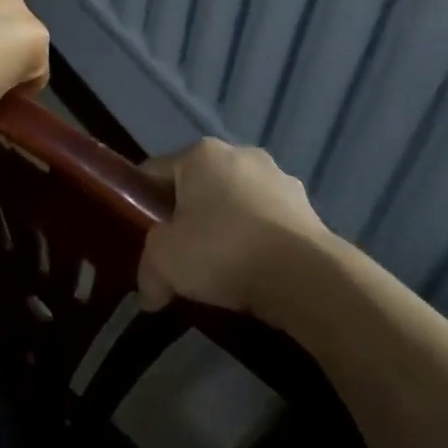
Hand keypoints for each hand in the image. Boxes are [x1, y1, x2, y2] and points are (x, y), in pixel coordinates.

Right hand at [138, 139, 339, 322]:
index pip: (155, 172)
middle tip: (179, 256)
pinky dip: (257, 242)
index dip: (141, 204)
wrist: (306, 276)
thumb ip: (147, 272)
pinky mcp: (307, 208)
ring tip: (220, 271)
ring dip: (225, 229)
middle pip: (198, 187)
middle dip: (187, 217)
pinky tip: (254, 273)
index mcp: (201, 154)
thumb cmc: (223, 251)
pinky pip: (266, 223)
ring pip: (235, 204)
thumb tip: (150, 293)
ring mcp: (279, 179)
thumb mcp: (164, 263)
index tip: (139, 237)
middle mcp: (240, 154)